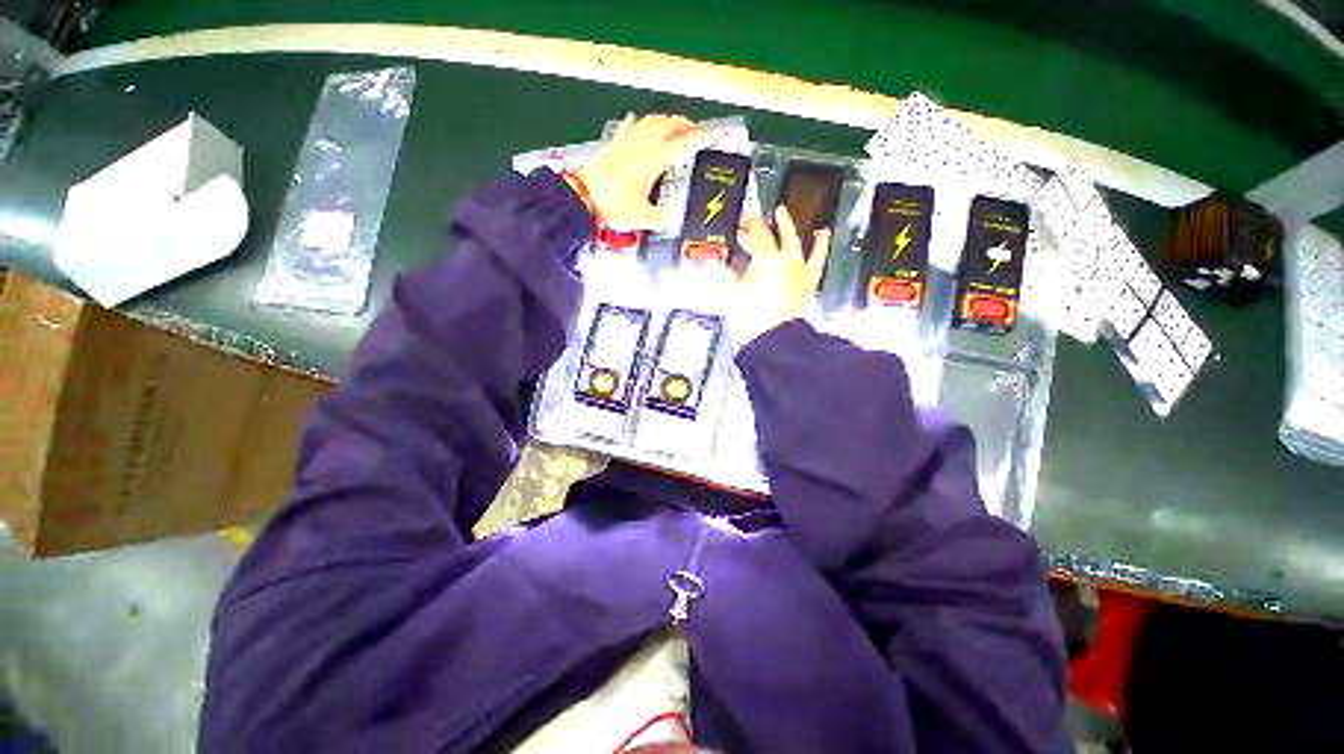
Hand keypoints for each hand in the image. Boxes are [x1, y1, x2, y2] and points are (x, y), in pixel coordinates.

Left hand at [577, 114, 708, 230]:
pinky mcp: (612, 149)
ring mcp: (625, 145)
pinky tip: (633, 119)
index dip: (698, 138)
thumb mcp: (643, 217)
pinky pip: (625, 130)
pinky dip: (634, 123)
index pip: (681, 143)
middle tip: (693, 128)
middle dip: (683, 124)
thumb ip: (660, 218)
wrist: (584, 199)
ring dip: (663, 119)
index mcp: (653, 161)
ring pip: (648, 122)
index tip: (710, 135)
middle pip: (666, 125)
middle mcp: (641, 147)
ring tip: (671, 122)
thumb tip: (669, 220)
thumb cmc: (613, 206)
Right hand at [726, 206, 830, 345]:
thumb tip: (714, 266)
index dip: (752, 222)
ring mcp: (799, 276)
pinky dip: (821, 255)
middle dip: (777, 224)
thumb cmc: (750, 319)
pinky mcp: (807, 290)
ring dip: (807, 238)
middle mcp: (787, 262)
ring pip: (804, 249)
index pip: (758, 234)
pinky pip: (817, 268)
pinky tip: (823, 249)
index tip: (748, 214)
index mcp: (766, 259)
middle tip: (776, 213)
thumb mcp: (729, 296)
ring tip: (818, 230)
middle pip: (782, 237)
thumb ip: (723, 277)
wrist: (772, 342)